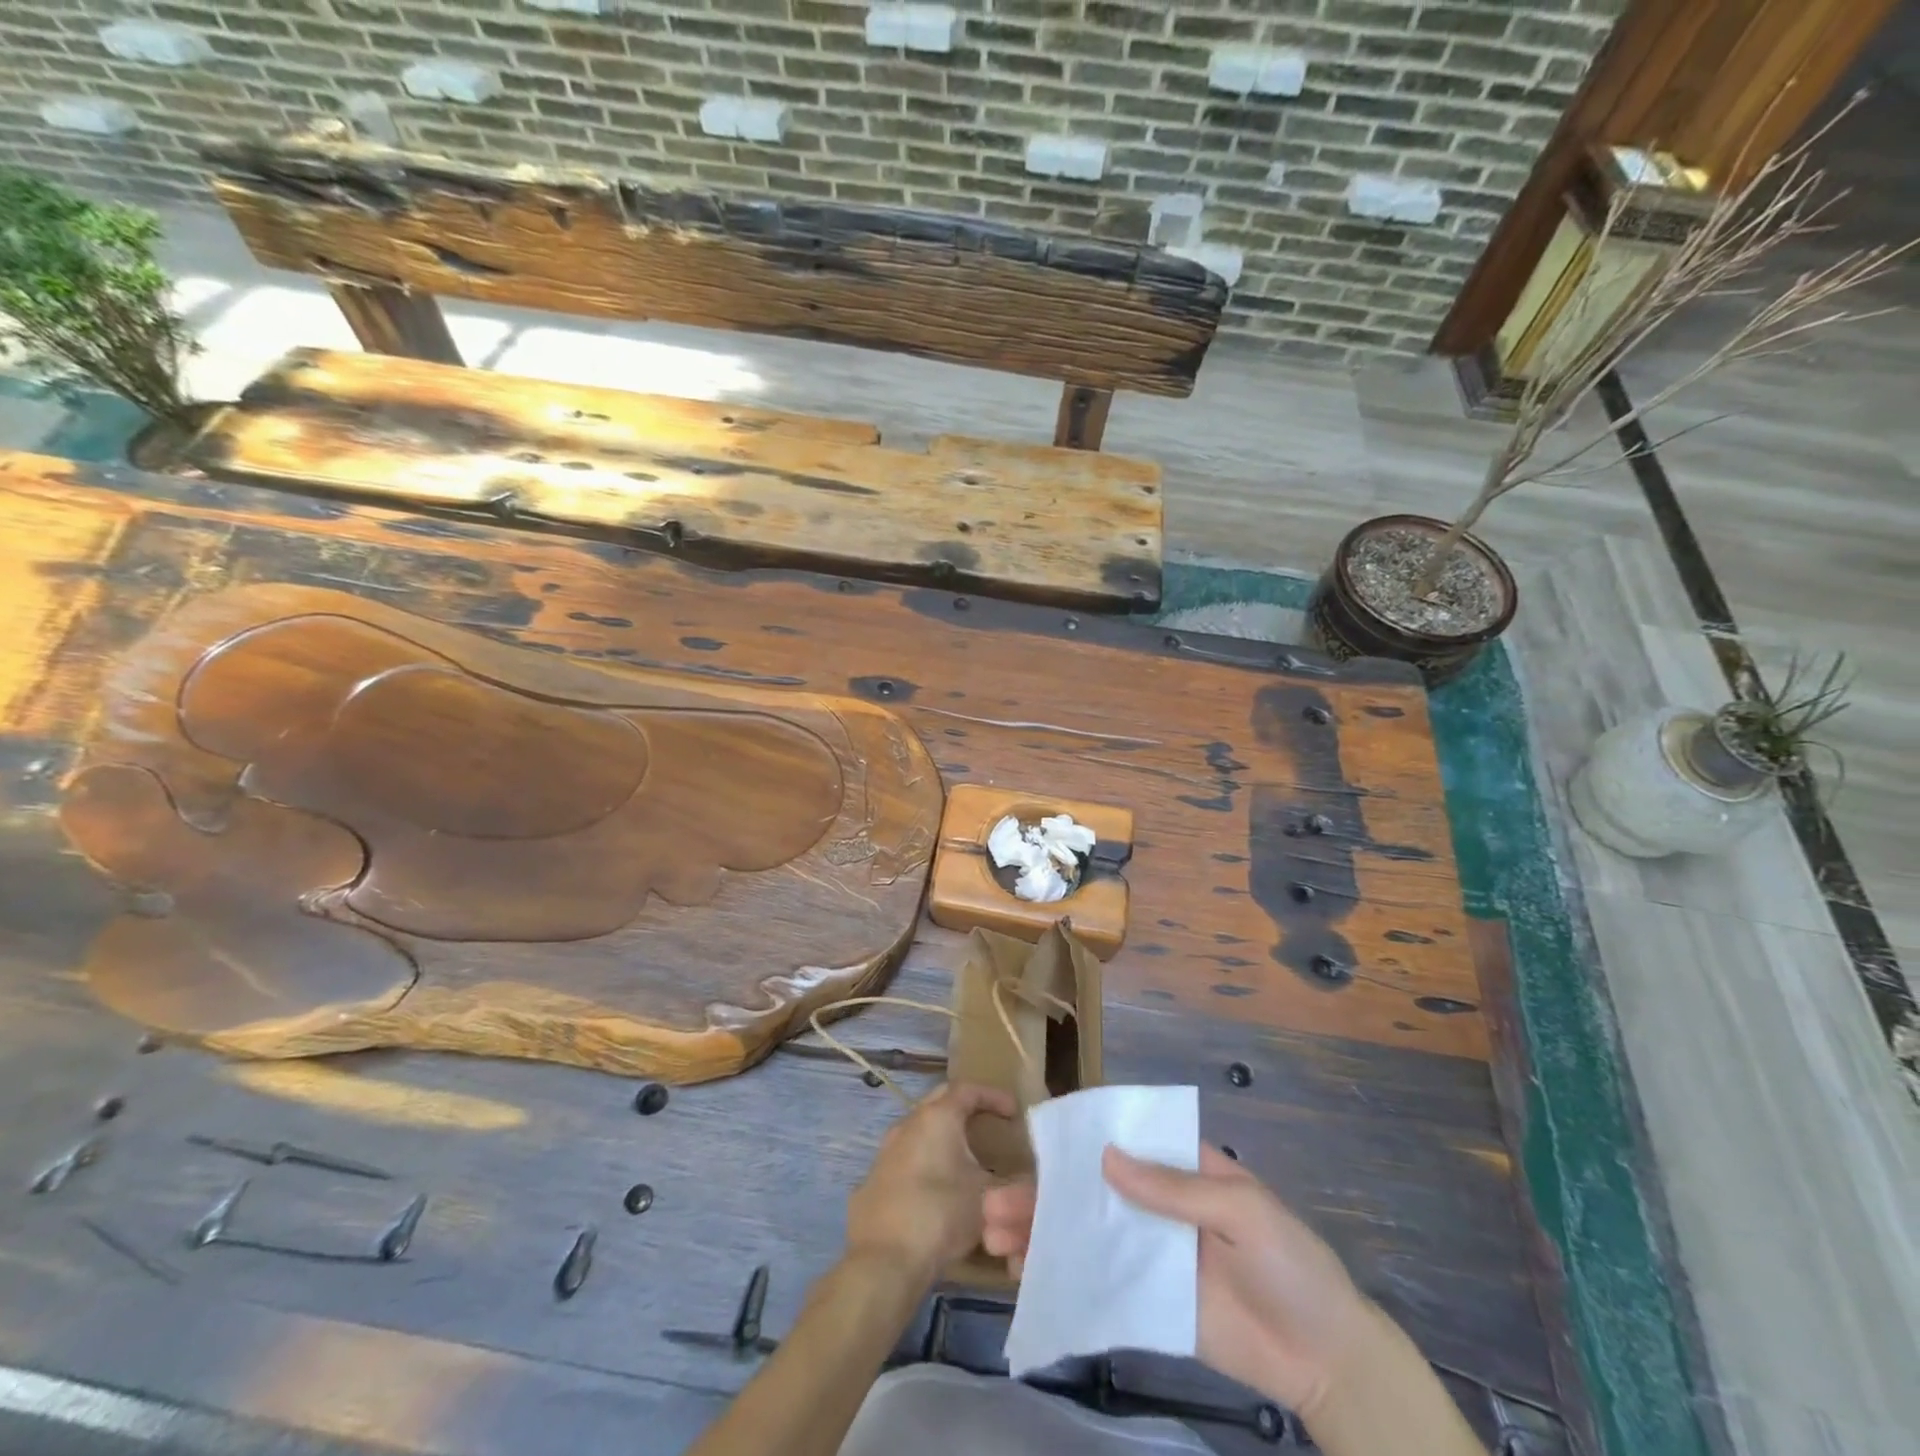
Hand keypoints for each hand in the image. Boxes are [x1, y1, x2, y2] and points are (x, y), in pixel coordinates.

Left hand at [846, 1082, 1015, 1282]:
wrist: (885, 1259)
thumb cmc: (941, 1214)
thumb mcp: (988, 1197)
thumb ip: (1010, 1184)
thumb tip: (1025, 1184)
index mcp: (937, 1117)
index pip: (968, 1090)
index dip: (993, 1096)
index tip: (1013, 1111)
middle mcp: (908, 1124)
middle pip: (940, 1102)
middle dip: (965, 1107)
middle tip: (987, 1123)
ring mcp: (887, 1151)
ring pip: (920, 1130)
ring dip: (943, 1137)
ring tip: (963, 1158)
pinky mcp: (875, 1180)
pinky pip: (906, 1158)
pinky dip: (926, 1163)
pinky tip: (936, 1189)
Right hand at [982, 1144, 1375, 1416]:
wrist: (1326, 1359)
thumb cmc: (1289, 1263)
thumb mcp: (1241, 1212)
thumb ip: (1174, 1188)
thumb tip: (1105, 1157)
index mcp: (1181, 1166)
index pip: (1121, 1138)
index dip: (1077, 1136)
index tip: (1031, 1139)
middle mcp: (1156, 1202)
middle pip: (1090, 1189)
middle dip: (1042, 1193)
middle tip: (992, 1202)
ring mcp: (1149, 1253)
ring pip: (1085, 1234)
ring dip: (1042, 1233)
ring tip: (993, 1237)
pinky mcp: (1148, 1301)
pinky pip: (1098, 1283)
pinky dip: (1062, 1277)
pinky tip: (1026, 1277)